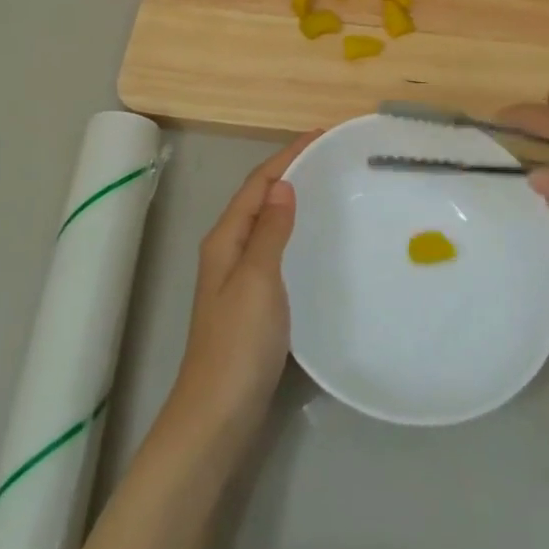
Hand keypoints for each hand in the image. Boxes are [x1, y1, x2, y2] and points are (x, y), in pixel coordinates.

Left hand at [165, 135, 313, 448]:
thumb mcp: (258, 279)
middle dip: (290, 172)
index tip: (320, 135)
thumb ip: (270, 231)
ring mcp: (237, 277)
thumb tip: (283, 185)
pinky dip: (293, 232)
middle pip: (259, 198)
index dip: (286, 156)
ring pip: (266, 223)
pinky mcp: (251, 301)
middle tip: (330, 158)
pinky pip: (273, 249)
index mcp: (225, 238)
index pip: (257, 184)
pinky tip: (314, 241)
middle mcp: (228, 250)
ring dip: (291, 200)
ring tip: (327, 188)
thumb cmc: (239, 342)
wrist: (218, 413)